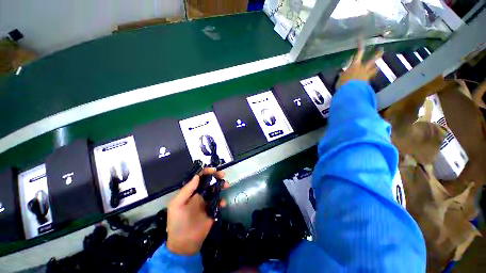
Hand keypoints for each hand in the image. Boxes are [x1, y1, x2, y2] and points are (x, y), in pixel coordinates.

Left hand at [166, 167, 227, 254]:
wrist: (184, 243)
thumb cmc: (178, 223)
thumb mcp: (177, 205)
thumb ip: (187, 190)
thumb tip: (197, 176)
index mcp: (190, 192)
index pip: (199, 178)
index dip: (206, 172)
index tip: (214, 170)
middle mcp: (199, 195)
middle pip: (209, 182)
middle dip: (216, 176)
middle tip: (223, 175)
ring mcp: (206, 202)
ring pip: (215, 190)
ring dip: (221, 186)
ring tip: (226, 185)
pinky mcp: (212, 210)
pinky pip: (219, 202)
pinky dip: (222, 201)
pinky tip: (222, 203)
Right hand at [336, 40, 383, 89]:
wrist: (349, 92)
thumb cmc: (343, 83)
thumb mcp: (340, 78)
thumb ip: (343, 74)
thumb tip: (343, 73)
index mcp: (355, 65)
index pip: (359, 53)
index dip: (360, 44)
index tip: (360, 37)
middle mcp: (362, 68)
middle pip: (372, 59)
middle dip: (377, 54)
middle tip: (381, 49)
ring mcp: (366, 75)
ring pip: (374, 68)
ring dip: (375, 67)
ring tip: (377, 66)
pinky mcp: (367, 82)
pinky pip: (371, 77)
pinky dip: (371, 76)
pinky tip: (370, 77)